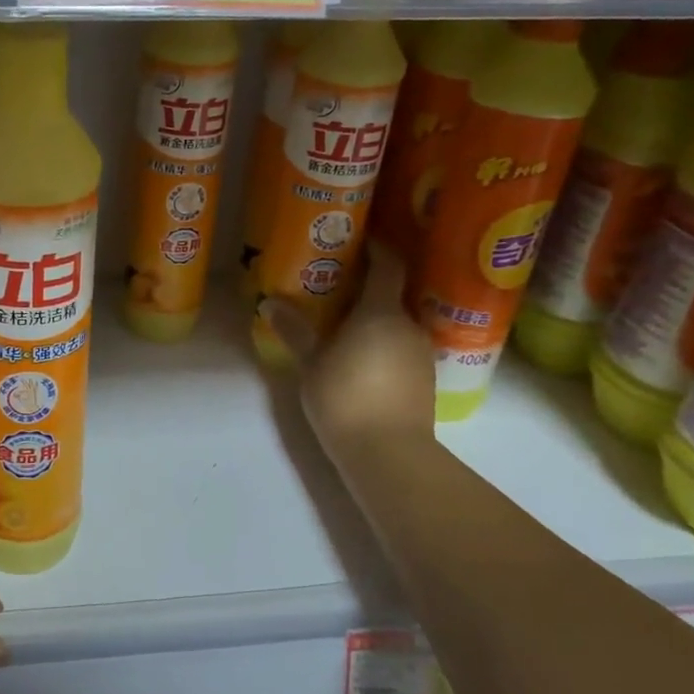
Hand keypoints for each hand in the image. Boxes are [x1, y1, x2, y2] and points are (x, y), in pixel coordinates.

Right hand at [260, 243, 435, 459]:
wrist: (389, 454)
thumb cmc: (345, 398)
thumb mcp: (311, 364)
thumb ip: (294, 331)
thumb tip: (269, 303)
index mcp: (381, 313)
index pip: (388, 265)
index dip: (376, 248)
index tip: (357, 240)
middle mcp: (408, 326)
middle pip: (391, 296)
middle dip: (366, 290)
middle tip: (336, 289)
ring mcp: (421, 354)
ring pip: (396, 325)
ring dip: (374, 321)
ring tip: (344, 327)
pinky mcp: (424, 380)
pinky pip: (401, 349)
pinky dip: (383, 346)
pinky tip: (362, 362)